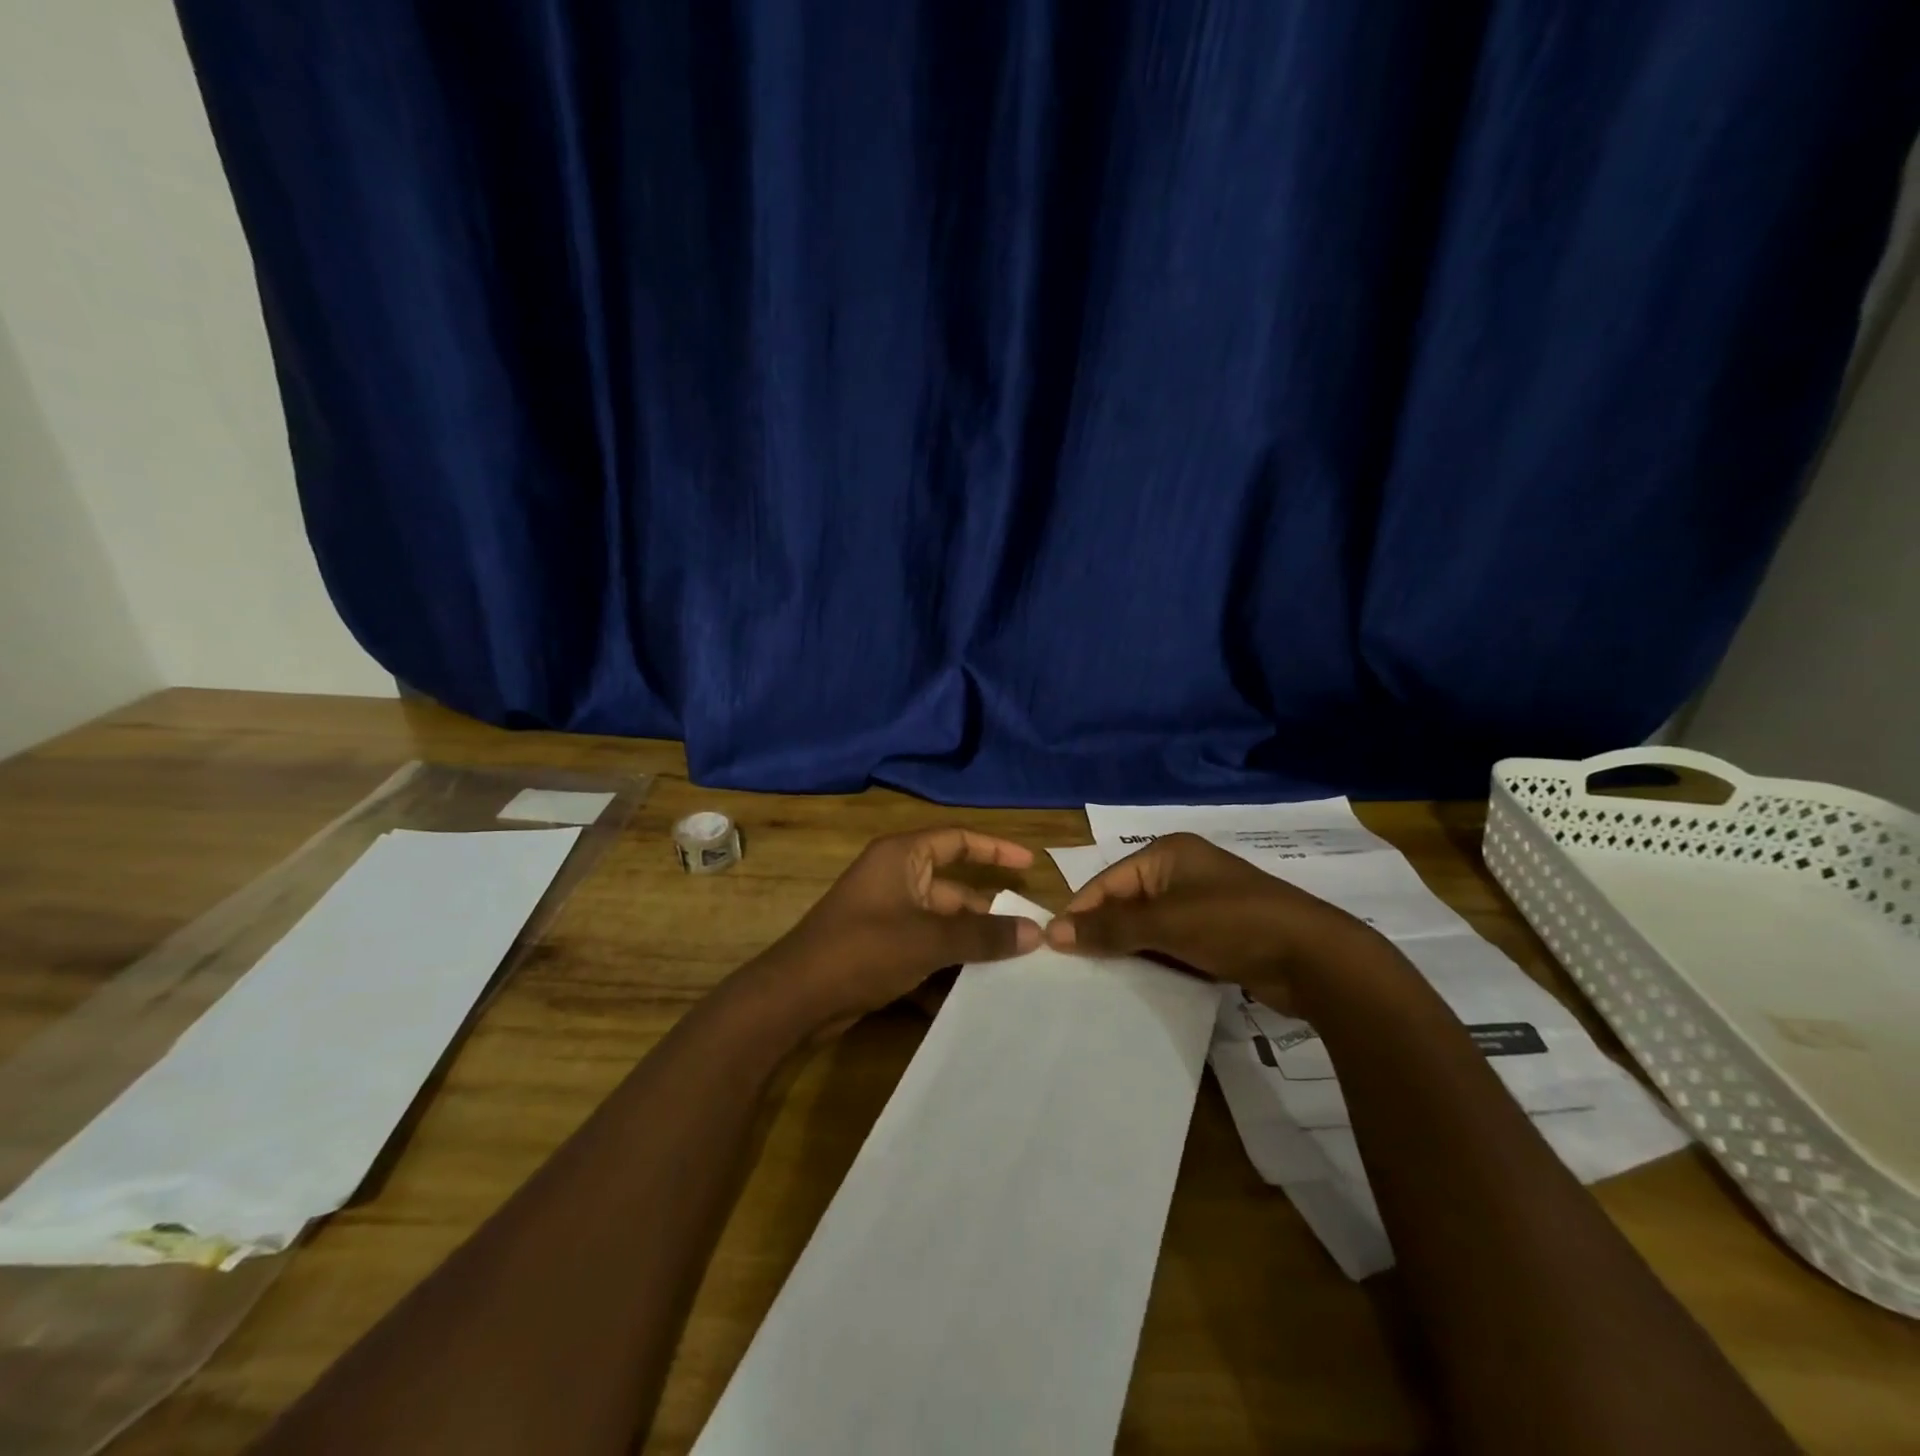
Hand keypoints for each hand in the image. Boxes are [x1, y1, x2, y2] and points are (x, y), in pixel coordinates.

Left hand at [755, 828, 1042, 1031]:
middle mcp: (895, 880)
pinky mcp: (880, 951)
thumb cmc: (863, 950)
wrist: (795, 998)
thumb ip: (982, 935)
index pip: (957, 840)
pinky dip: (945, 971)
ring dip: (970, 947)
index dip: (995, 849)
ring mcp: (886, 917)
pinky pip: (925, 953)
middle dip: (988, 915)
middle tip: (1031, 938)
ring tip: (1014, 970)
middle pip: (954, 890)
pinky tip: (972, 997)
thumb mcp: (928, 940)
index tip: (1030, 865)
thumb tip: (1035, 932)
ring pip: (941, 926)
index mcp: (902, 858)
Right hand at [1042, 832, 1368, 1012]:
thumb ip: (1109, 928)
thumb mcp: (1166, 923)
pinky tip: (1139, 983)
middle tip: (1075, 967)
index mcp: (1168, 854)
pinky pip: (1172, 943)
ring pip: (1148, 926)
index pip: (1108, 881)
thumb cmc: (1233, 924)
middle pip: (1126, 902)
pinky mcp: (1218, 933)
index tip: (1054, 946)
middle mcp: (1182, 871)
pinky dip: (1155, 960)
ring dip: (1128, 949)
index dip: (1081, 911)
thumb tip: (1052, 932)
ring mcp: (1202, 902)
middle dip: (1103, 932)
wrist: (1314, 958)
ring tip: (1100, 979)